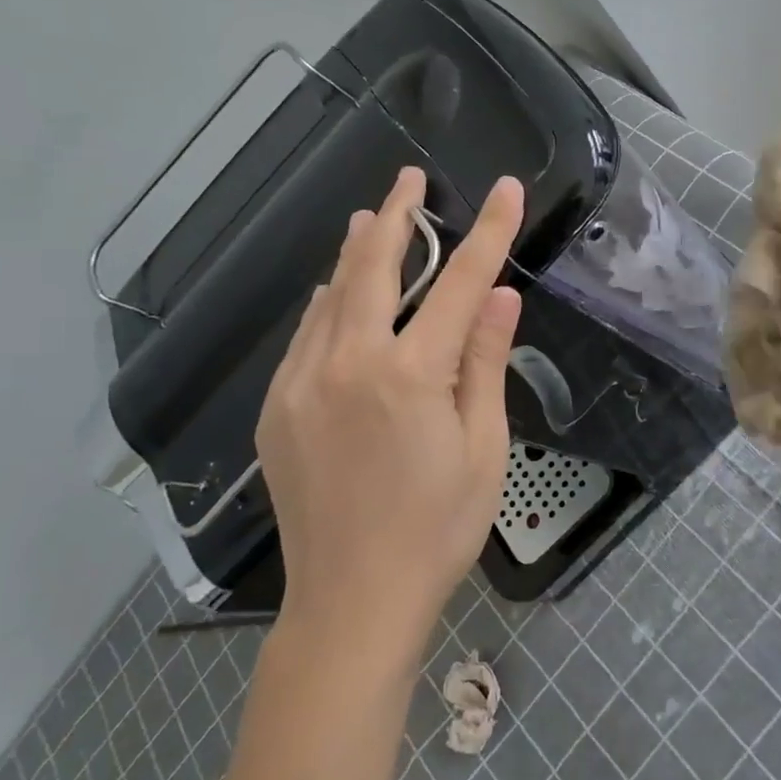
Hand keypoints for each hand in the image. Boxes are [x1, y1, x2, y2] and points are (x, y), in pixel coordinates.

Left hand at [255, 166, 523, 658]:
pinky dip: (328, 304)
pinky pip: (306, 335)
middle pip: (374, 267)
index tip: (504, 190)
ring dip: (356, 253)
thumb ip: (484, 364)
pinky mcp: (276, 408)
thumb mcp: (482, 449)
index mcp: (409, 376)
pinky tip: (337, 295)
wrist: (351, 602)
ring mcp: (301, 384)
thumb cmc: (437, 530)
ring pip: (330, 296)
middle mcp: (348, 363)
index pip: (460, 284)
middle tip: (408, 177)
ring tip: (372, 219)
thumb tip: (500, 297)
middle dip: (397, 215)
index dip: (488, 232)